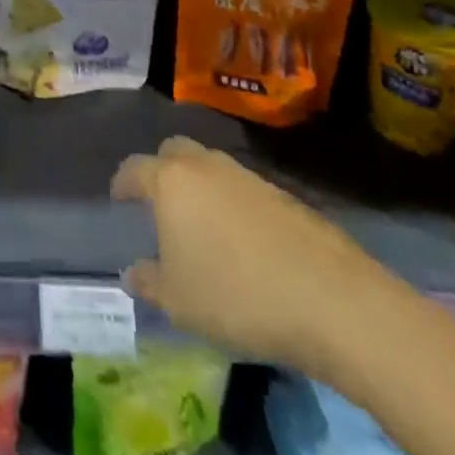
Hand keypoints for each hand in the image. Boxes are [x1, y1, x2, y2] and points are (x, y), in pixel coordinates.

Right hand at [113, 136, 399, 374]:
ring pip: (212, 168)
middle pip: (173, 151)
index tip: (119, 201)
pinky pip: (245, 190)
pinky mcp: (286, 195)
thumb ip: (150, 283)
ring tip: (204, 226)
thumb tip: (133, 273)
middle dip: (162, 170)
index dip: (123, 184)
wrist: (334, 303)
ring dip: (202, 187)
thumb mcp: (180, 303)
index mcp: (170, 181)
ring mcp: (248, 176)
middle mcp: (205, 166)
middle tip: (161, 204)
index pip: (134, 169)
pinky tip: (246, 243)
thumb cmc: (238, 296)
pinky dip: (236, 206)